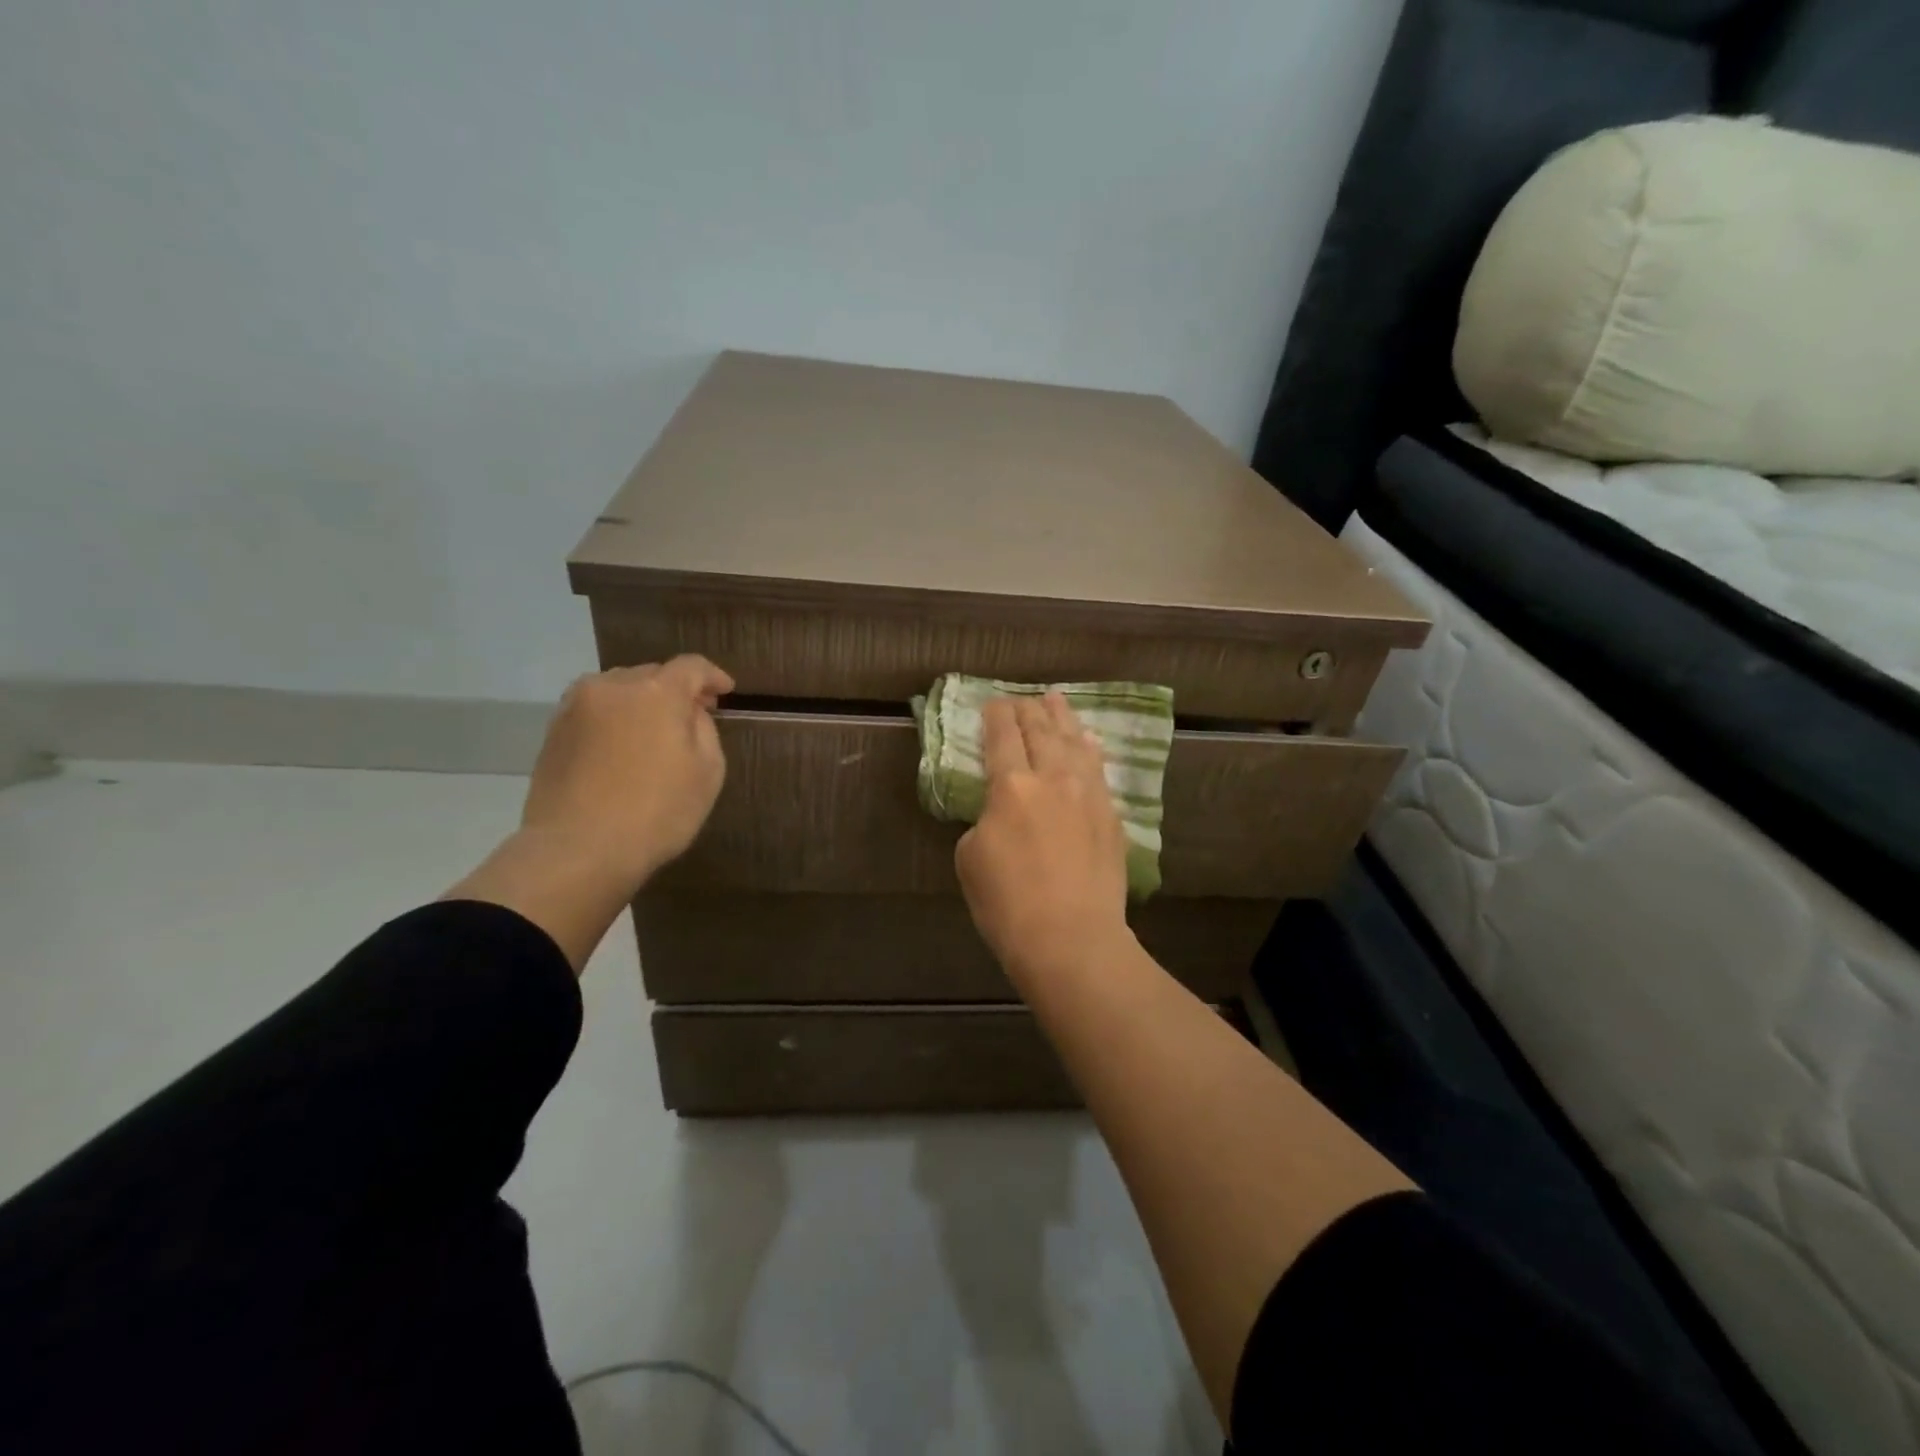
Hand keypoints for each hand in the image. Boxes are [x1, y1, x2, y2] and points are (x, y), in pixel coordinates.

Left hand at [520, 656, 734, 892]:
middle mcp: (613, 687)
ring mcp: (576, 707)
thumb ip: (704, 729)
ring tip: (653, 729)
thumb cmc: (657, 812)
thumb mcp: (708, 772)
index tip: (726, 691)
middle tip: (693, 714)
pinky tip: (622, 745)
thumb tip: (689, 713)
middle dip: (675, 689)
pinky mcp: (554, 731)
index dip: (713, 676)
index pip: (691, 667)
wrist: (577, 850)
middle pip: (652, 673)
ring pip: (618, 689)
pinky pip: (594, 710)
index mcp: (657, 691)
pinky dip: (614, 718)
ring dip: (641, 701)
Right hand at [955, 693, 1132, 985]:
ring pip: (1074, 743)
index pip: (1002, 736)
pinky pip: (1099, 770)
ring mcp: (1088, 795)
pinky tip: (1089, 742)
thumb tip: (1000, 815)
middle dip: (1028, 710)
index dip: (996, 715)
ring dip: (1062, 718)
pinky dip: (1090, 750)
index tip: (992, 702)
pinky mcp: (1111, 817)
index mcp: (1011, 786)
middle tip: (1021, 697)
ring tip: (1056, 699)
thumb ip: (983, 822)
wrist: (1071, 938)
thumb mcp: (970, 859)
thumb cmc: (1008, 903)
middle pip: (1041, 731)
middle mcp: (1053, 779)